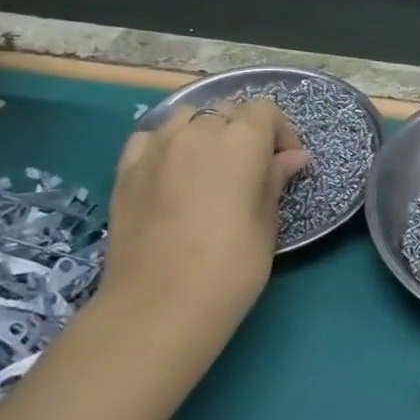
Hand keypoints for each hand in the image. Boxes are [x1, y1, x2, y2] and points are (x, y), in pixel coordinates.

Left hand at [102, 100, 309, 316]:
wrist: (158, 307)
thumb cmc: (230, 267)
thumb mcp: (267, 224)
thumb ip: (275, 180)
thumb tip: (293, 157)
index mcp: (241, 141)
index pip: (264, 111)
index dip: (280, 132)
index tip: (285, 163)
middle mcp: (197, 132)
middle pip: (226, 111)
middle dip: (243, 132)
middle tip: (251, 170)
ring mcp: (156, 148)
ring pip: (185, 118)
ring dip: (204, 132)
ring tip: (209, 166)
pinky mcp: (125, 170)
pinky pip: (150, 139)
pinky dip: (165, 144)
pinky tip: (171, 171)